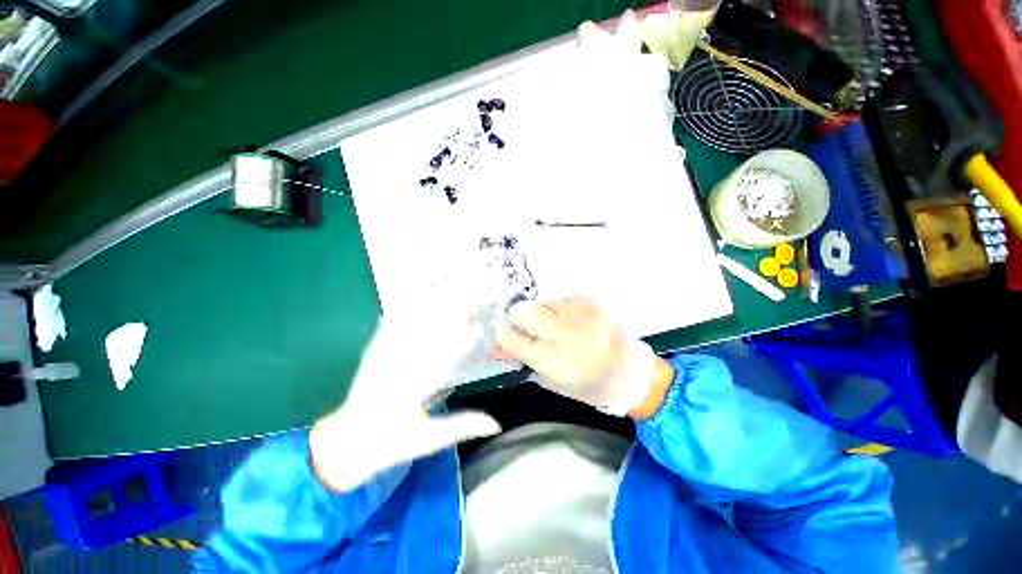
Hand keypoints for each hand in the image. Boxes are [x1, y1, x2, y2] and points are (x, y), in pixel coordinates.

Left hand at [311, 316, 500, 491]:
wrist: (347, 443)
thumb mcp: (429, 439)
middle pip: (423, 339)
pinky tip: (413, 301)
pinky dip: (402, 315)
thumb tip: (496, 423)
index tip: (477, 329)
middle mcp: (392, 373)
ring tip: (446, 296)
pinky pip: (387, 330)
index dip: (458, 344)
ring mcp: (379, 361)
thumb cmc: (392, 443)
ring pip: (404, 330)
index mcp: (409, 394)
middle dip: (446, 320)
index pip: (439, 364)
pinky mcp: (371, 356)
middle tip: (468, 306)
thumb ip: (462, 426)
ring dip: (426, 312)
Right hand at [496, 296, 671, 416]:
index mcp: (549, 359)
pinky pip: (565, 297)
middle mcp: (561, 333)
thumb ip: (523, 360)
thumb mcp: (551, 380)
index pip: (510, 337)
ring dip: (545, 312)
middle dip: (519, 317)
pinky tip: (574, 318)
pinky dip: (563, 307)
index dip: (505, 334)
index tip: (510, 334)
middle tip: (529, 324)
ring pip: (544, 302)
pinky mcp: (594, 303)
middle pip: (522, 311)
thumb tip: (496, 347)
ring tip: (559, 324)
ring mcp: (579, 315)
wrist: (629, 373)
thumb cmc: (587, 385)